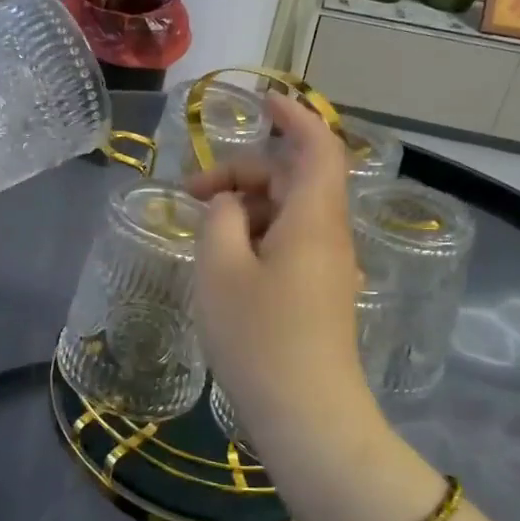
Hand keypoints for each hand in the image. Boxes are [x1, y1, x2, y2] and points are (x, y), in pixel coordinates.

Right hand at [185, 96, 373, 449]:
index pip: (317, 145)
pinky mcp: (319, 294)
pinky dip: (256, 235)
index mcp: (313, 217)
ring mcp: (327, 267)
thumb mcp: (220, 269)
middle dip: (242, 173)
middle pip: (292, 179)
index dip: (293, 116)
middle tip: (191, 192)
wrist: (309, 419)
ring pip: (288, 213)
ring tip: (200, 229)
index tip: (261, 101)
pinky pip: (289, 243)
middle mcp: (328, 235)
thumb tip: (227, 204)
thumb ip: (219, 220)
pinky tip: (224, 261)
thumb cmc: (260, 337)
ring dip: (246, 208)